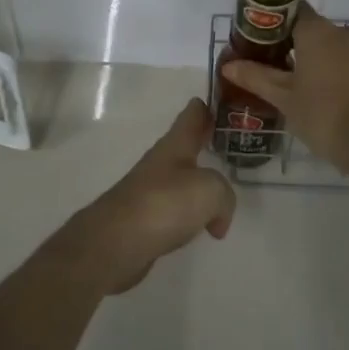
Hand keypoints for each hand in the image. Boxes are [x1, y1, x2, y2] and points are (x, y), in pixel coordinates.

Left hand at [57, 99, 236, 295]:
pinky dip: (190, 215)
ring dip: (199, 183)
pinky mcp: (144, 219)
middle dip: (207, 144)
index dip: (209, 106)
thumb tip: (218, 217)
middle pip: (187, 145)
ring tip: (221, 192)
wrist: (115, 243)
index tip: (227, 106)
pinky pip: (175, 209)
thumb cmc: (164, 204)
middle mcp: (162, 162)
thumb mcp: (210, 191)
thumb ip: (224, 195)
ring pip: (182, 179)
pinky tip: (201, 228)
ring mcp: (150, 190)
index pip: (193, 113)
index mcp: (176, 144)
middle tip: (232, 147)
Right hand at [221, 2, 348, 174]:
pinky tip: (322, 93)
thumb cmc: (322, 114)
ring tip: (296, 84)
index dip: (274, 24)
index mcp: (317, 30)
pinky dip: (334, 69)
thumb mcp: (283, 97)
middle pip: (311, 28)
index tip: (260, 43)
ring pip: (331, 45)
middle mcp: (342, 31)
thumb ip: (255, 77)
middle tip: (273, 67)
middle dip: (293, 44)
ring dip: (315, 58)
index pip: (291, 11)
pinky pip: (348, 60)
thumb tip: (228, 65)